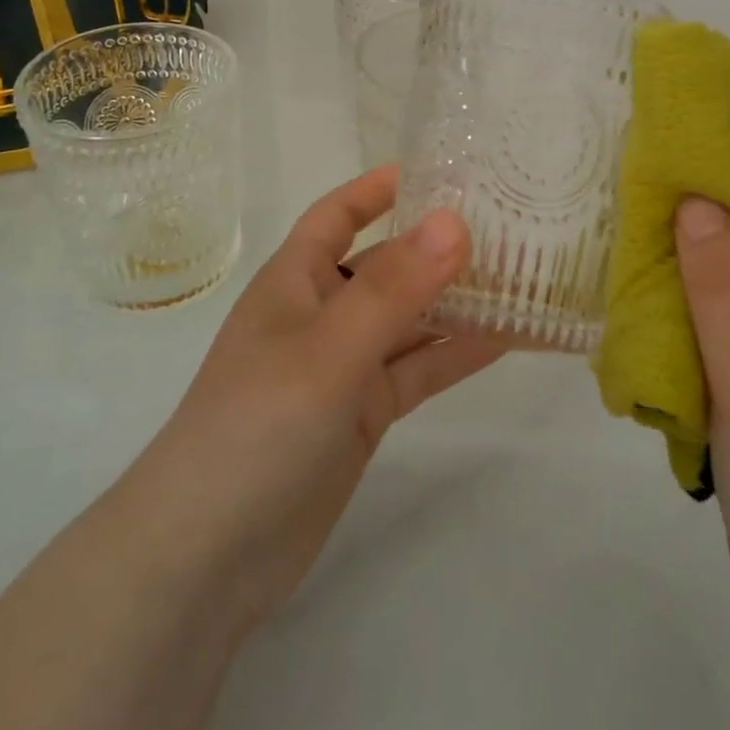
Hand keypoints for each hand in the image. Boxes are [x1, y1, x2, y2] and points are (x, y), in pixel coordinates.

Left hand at [121, 164, 505, 642]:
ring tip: (523, 277)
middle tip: (506, 224)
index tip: (438, 170)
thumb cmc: (255, 427)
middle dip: (436, 246)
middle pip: (386, 265)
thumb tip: (455, 221)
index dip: (378, 188)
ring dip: (457, 302)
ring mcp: (343, 367)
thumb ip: (394, 288)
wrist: (207, 560)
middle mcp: (321, 314)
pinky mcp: (362, 414)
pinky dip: (455, 356)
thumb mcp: (328, 349)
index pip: (337, 215)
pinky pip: (417, 371)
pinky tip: (507, 340)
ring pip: (409, 320)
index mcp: (295, 281)